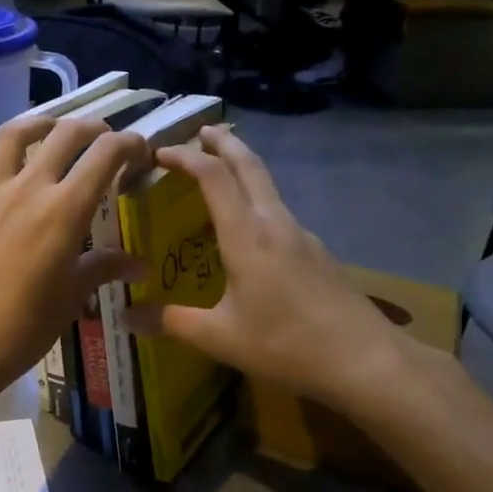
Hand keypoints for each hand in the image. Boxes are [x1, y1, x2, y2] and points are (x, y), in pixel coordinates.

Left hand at [0, 116, 147, 404]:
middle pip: (66, 132)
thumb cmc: (21, 329)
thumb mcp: (70, 299)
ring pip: (17, 132)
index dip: (130, 144)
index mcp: (64, 211)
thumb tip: (139, 264)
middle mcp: (29, 187)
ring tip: (55, 133)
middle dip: (94, 129)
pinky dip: (6, 154)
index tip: (140, 152)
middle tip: (105, 141)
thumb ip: (103, 269)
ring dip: (44, 124)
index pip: (105, 154)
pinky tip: (12, 172)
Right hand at [122, 126, 441, 415]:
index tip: (158, 152)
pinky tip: (249, 228)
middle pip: (250, 166)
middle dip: (224, 143)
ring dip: (243, 168)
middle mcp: (275, 224)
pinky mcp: (316, 253)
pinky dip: (256, 199)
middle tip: (202, 130)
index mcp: (247, 235)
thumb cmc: (286, 344)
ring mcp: (301, 236)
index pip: (213, 177)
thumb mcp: (220, 338)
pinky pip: (278, 211)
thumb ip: (171, 322)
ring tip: (220, 172)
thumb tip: (126, 316)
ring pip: (268, 186)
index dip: (185, 157)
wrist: (366, 360)